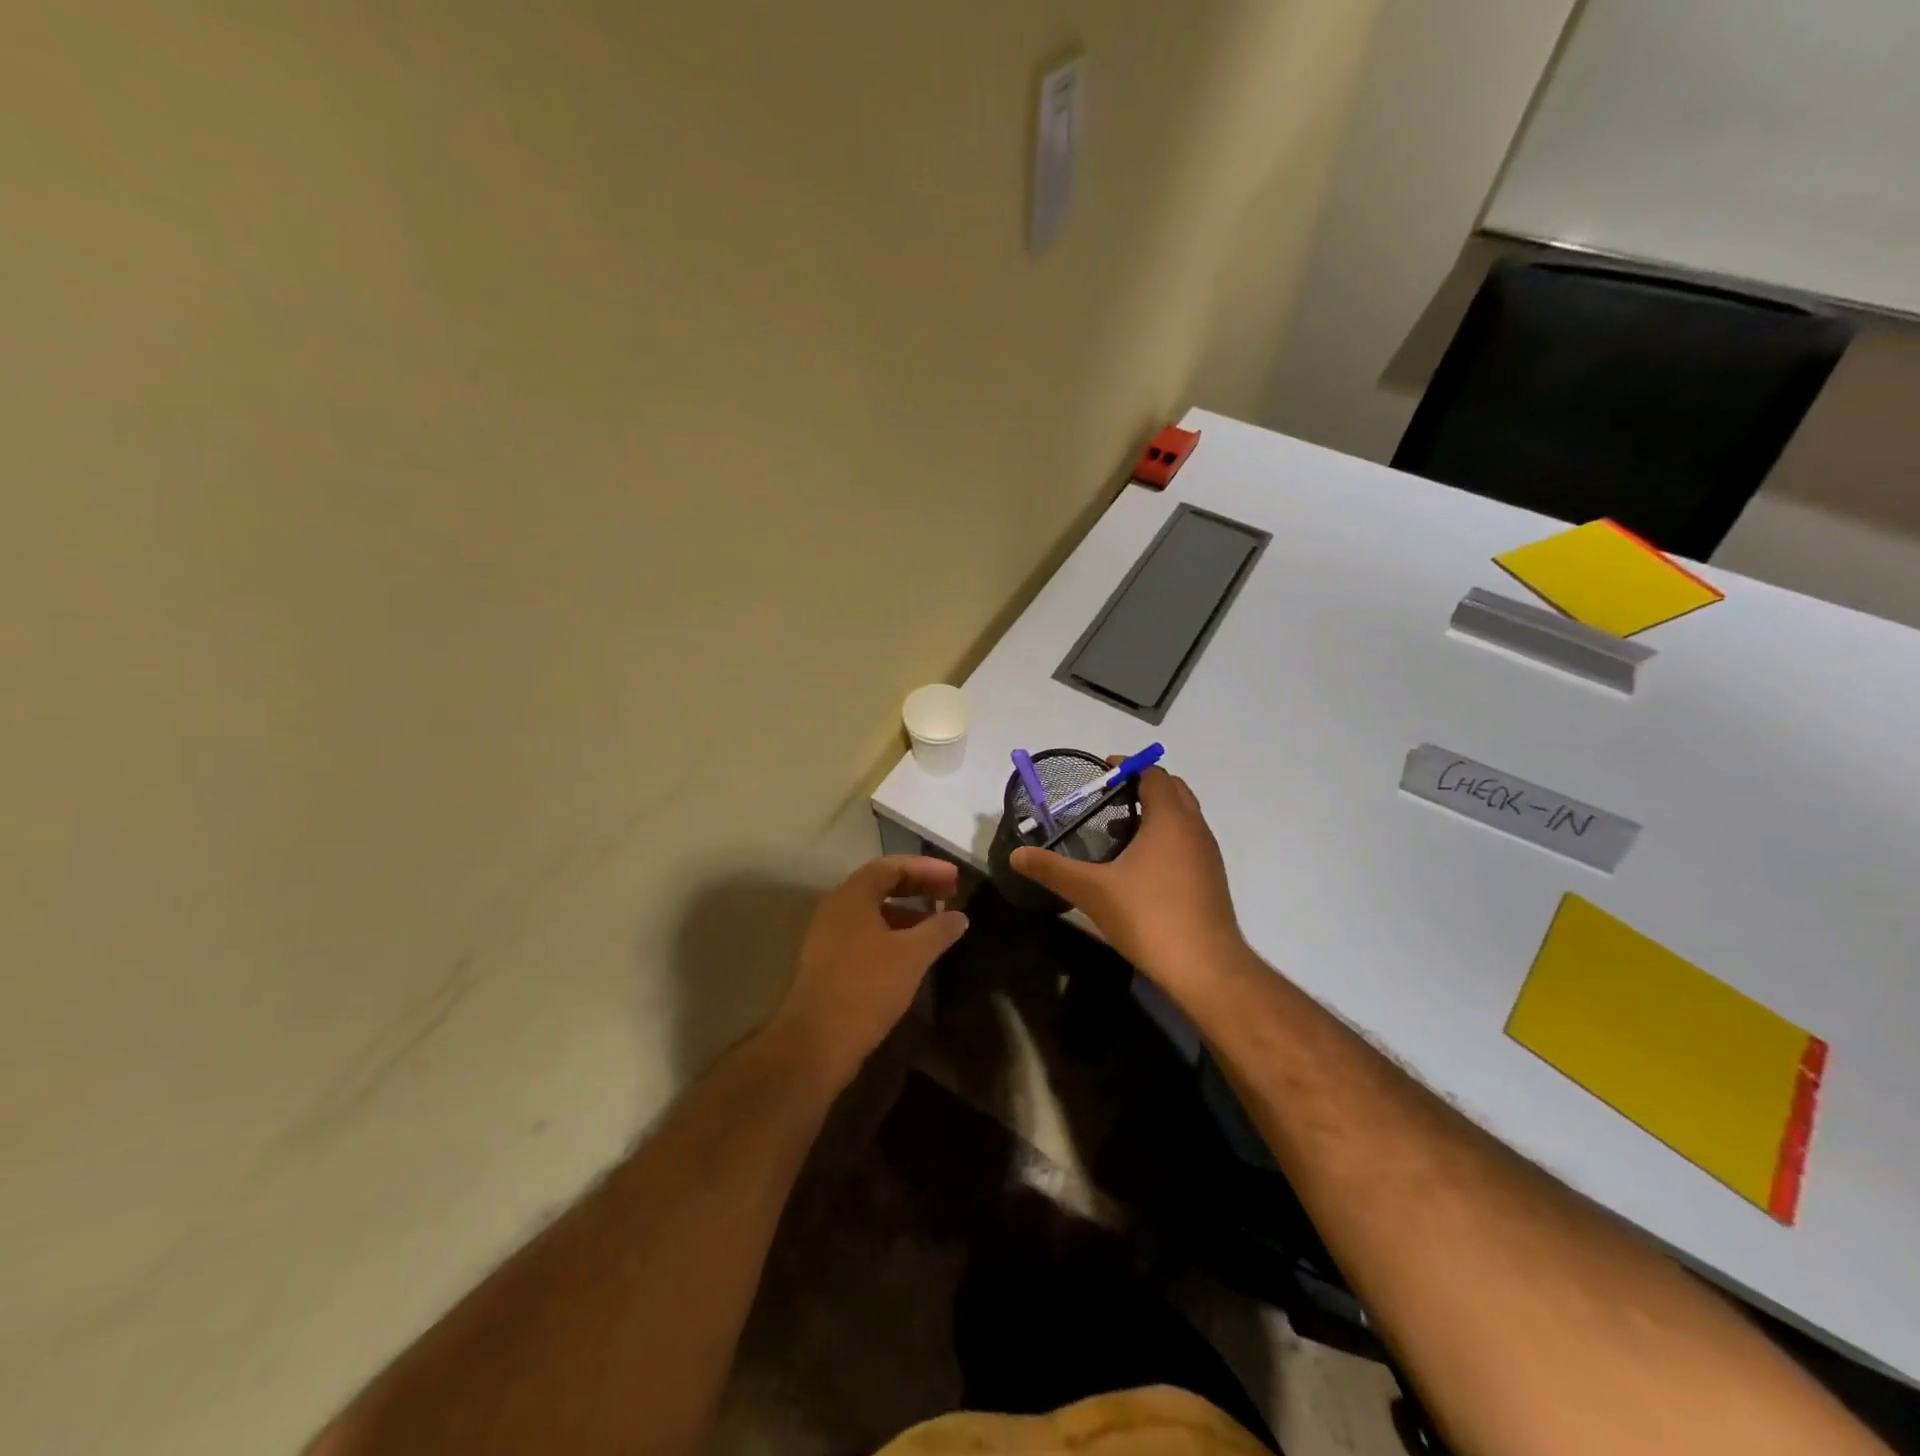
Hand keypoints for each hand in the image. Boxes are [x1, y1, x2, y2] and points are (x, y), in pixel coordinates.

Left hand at [774, 856, 967, 1078]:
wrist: (817, 1041)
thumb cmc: (867, 986)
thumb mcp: (912, 955)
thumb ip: (939, 930)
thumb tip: (960, 916)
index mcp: (853, 895)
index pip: (892, 866)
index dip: (926, 868)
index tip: (955, 878)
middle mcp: (836, 908)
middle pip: (881, 885)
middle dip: (917, 887)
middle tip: (950, 894)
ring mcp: (828, 935)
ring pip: (872, 912)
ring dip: (906, 911)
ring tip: (936, 924)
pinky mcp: (828, 962)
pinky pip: (865, 933)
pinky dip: (892, 933)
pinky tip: (911, 953)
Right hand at [1010, 766, 1246, 994]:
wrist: (1206, 967)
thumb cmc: (1149, 916)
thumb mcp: (1092, 891)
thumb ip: (1052, 869)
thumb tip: (1016, 855)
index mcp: (1170, 819)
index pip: (1154, 774)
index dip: (1128, 767)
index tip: (1101, 773)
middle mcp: (1194, 828)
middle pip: (1173, 789)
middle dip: (1143, 786)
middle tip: (1107, 799)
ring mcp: (1208, 854)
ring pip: (1183, 817)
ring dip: (1155, 813)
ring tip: (1117, 832)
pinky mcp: (1211, 879)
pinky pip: (1188, 841)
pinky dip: (1166, 837)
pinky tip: (1140, 867)